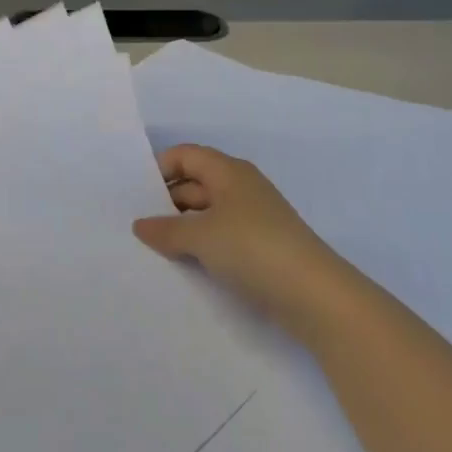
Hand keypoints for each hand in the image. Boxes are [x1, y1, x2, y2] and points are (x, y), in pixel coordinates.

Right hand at [133, 144, 344, 332]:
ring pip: (207, 213)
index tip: (136, 194)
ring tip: (153, 247)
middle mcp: (241, 188)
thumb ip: (166, 229)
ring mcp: (253, 219)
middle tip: (137, 224)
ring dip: (183, 227)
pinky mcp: (261, 248)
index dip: (160, 168)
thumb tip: (140, 225)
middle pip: (195, 183)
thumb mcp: (201, 236)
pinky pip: (221, 237)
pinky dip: (202, 246)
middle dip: (167, 201)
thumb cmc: (253, 248)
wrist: (316, 297)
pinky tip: (184, 264)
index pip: (186, 155)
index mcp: (228, 171)